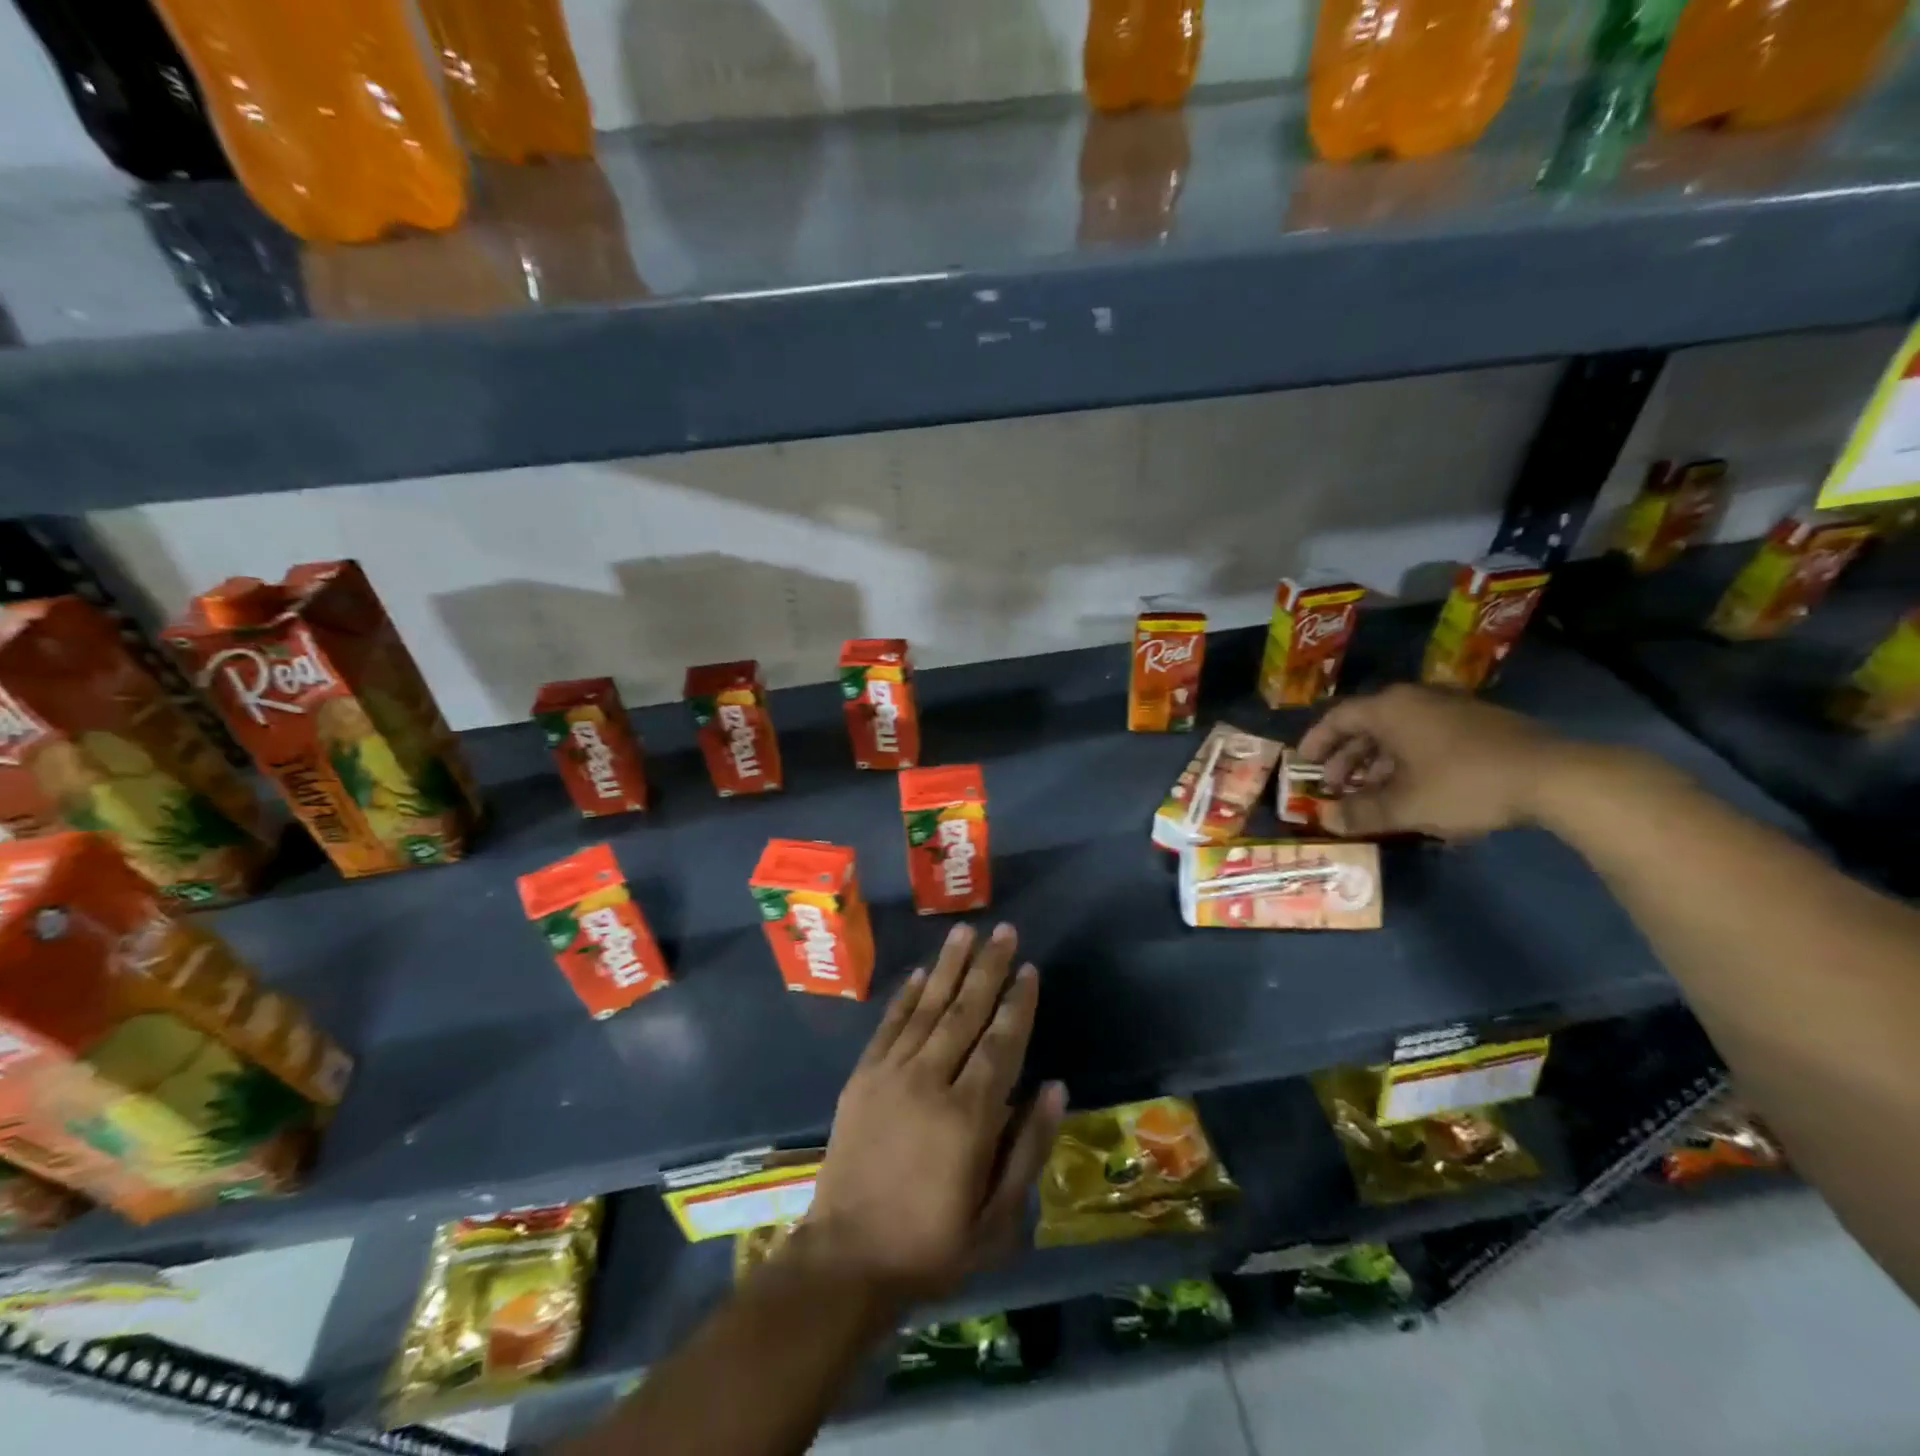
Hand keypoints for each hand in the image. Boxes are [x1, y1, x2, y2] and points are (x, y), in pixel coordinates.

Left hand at [804, 923, 1066, 1304]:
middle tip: (1005, 932)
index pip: (1002, 1043)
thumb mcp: (997, 1219)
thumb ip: (1028, 1148)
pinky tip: (920, 973)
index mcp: (969, 1116)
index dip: (1018, 1004)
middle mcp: (930, 1082)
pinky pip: (889, 1025)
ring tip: (966, 931)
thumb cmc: (932, 1244)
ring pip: (927, 1007)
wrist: (846, 1259)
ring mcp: (891, 1074)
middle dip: (988, 968)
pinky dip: (906, 996)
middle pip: (965, 1012)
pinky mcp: (862, 1078)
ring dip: (948, 967)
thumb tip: (1054, 1087)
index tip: (1030, 969)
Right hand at [1297, 683, 1573, 840]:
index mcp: (1389, 710)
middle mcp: (1415, 700)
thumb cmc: (1463, 784)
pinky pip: (1425, 737)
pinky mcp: (1478, 724)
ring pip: (1398, 733)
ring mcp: (1450, 709)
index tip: (1303, 764)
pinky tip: (1414, 789)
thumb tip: (1327, 820)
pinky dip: (1407, 760)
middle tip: (1335, 787)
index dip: (1316, 742)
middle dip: (1347, 758)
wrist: (1554, 776)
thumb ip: (1361, 813)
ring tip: (1371, 794)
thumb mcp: (1405, 806)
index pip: (1337, 718)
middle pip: (1367, 725)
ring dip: (1377, 762)